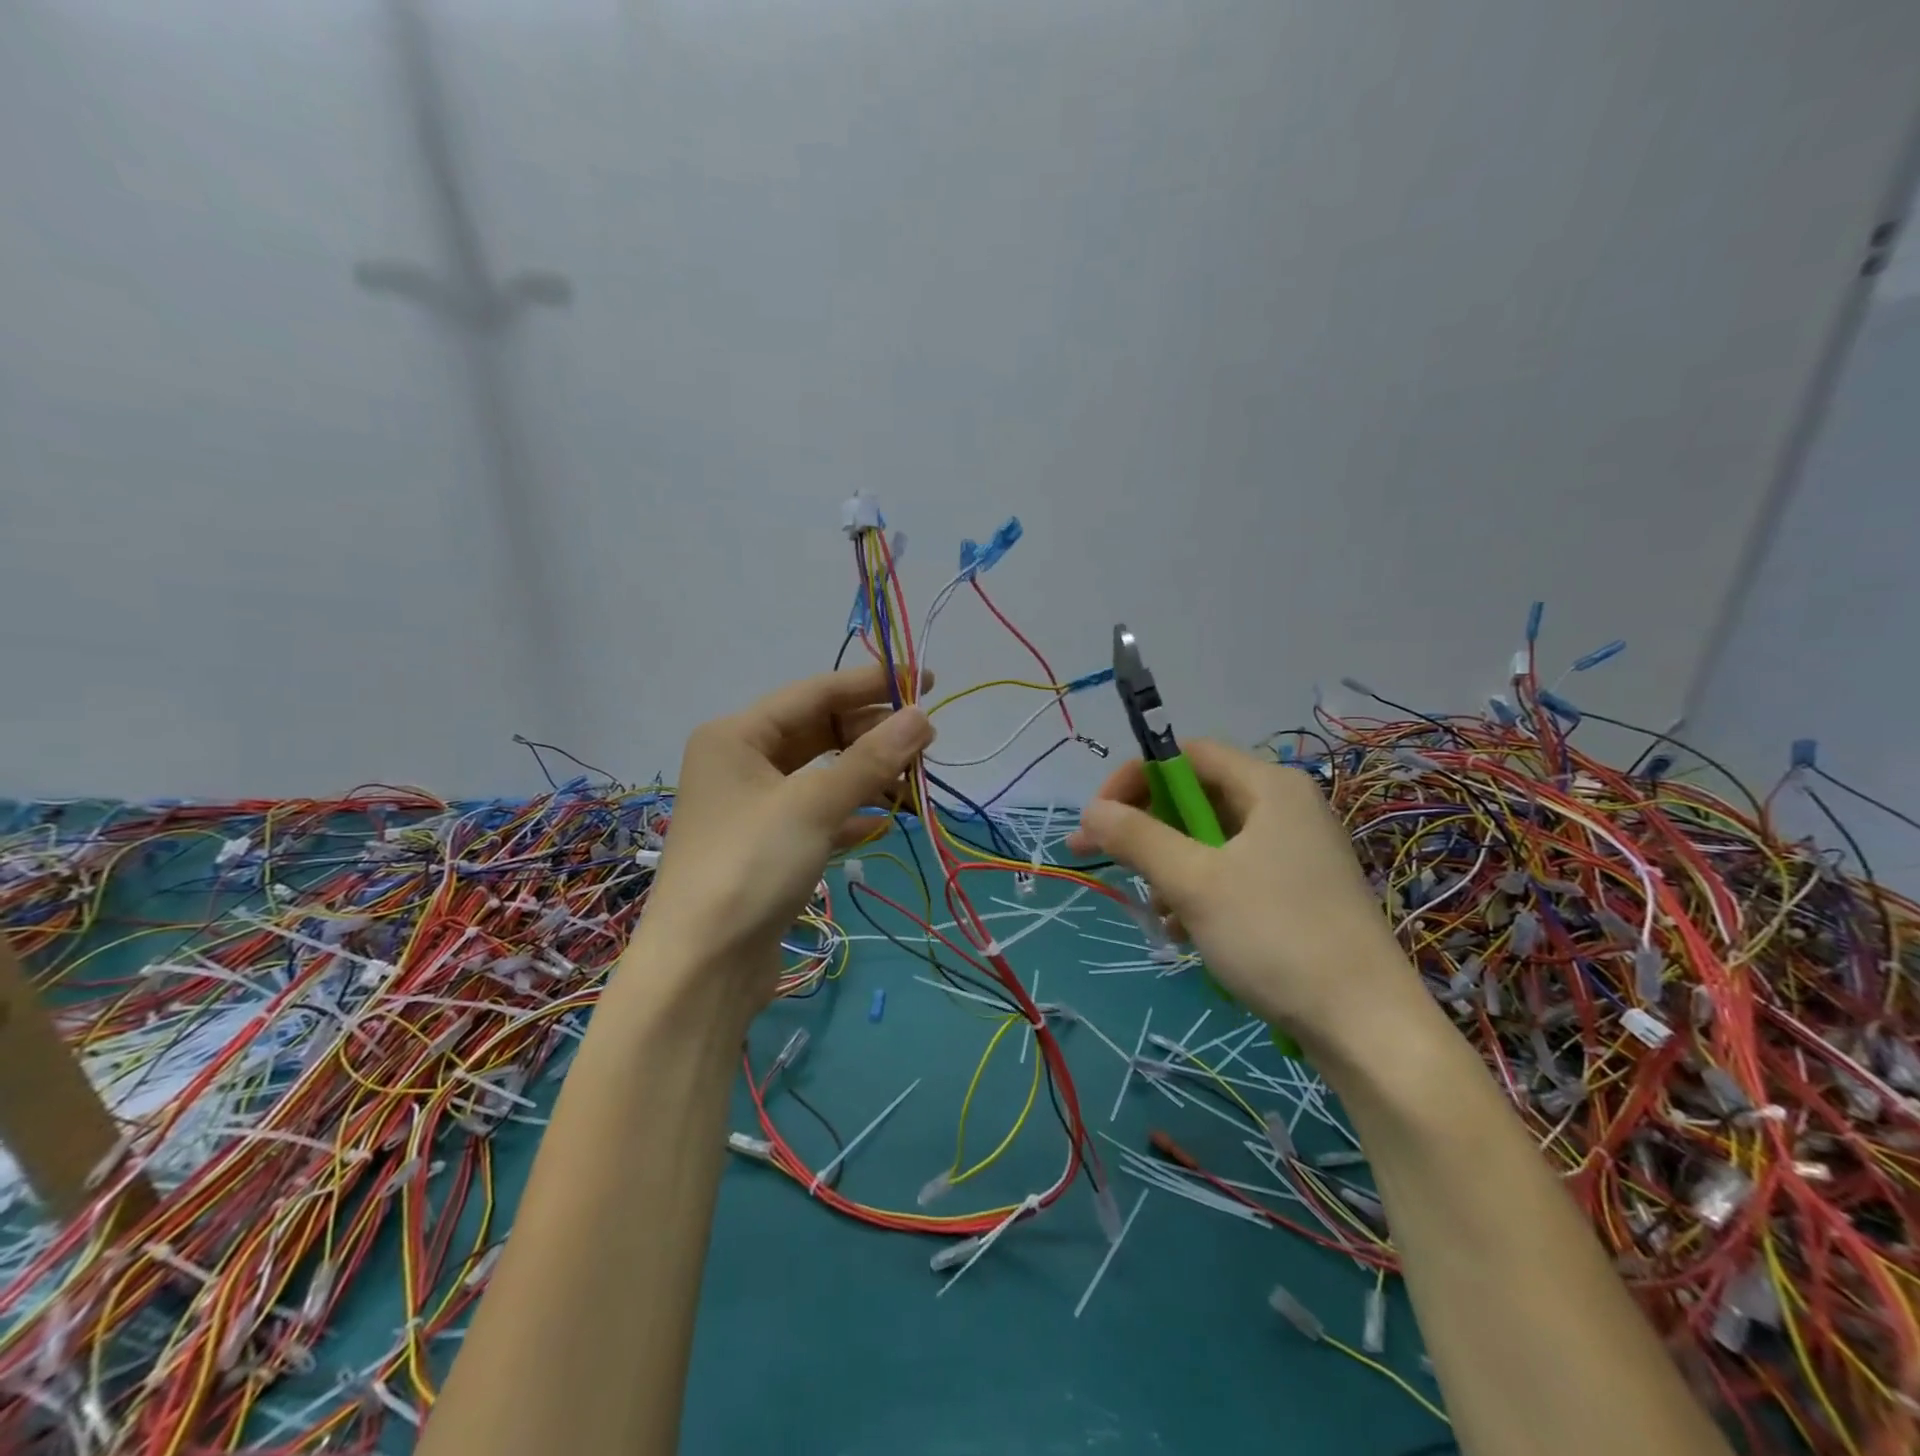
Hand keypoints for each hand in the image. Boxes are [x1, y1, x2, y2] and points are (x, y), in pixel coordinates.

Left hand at [635, 665, 933, 1017]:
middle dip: (871, 733)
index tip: (926, 679)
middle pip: (818, 731)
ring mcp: (753, 806)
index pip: (814, 693)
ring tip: (913, 781)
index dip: (872, 683)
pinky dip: (851, 812)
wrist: (702, 969)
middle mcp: (740, 762)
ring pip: (821, 773)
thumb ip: (871, 759)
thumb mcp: (813, 806)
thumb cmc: (750, 868)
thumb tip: (922, 717)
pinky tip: (885, 821)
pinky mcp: (768, 846)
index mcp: (736, 736)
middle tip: (925, 741)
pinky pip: (818, 812)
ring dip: (866, 774)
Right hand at [1067, 739, 1419, 1046]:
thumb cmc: (1276, 936)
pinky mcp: (1297, 891)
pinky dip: (1198, 891)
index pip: (1186, 755)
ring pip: (1209, 840)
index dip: (1135, 778)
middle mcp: (1285, 807)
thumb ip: (1137, 838)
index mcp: (1269, 786)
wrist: (1366, 1026)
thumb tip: (1090, 811)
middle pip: (1196, 797)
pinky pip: (1231, 872)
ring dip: (1169, 867)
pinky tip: (1181, 931)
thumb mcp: (1194, 883)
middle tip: (1106, 861)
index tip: (1099, 819)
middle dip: (1147, 829)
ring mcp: (1295, 851)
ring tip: (1154, 910)